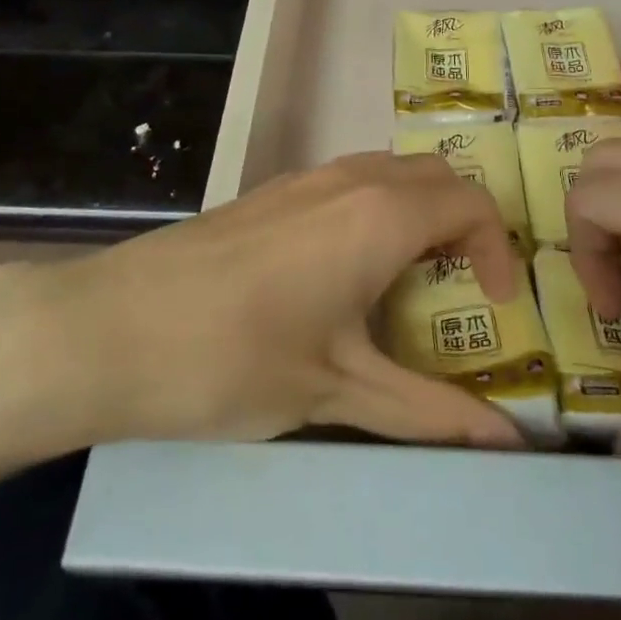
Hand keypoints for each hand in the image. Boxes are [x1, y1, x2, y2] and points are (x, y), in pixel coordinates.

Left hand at [0, 153, 524, 455]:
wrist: (110, 327)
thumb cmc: (234, 359)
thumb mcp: (338, 392)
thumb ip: (429, 414)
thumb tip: (510, 446)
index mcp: (380, 214)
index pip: (471, 203)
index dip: (499, 249)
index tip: (496, 306)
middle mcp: (350, 178)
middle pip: (435, 177)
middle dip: (464, 225)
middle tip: (461, 289)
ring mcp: (305, 178)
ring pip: (390, 173)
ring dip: (418, 215)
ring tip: (408, 283)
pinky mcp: (270, 191)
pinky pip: (349, 183)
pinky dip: (375, 212)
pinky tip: (343, 275)